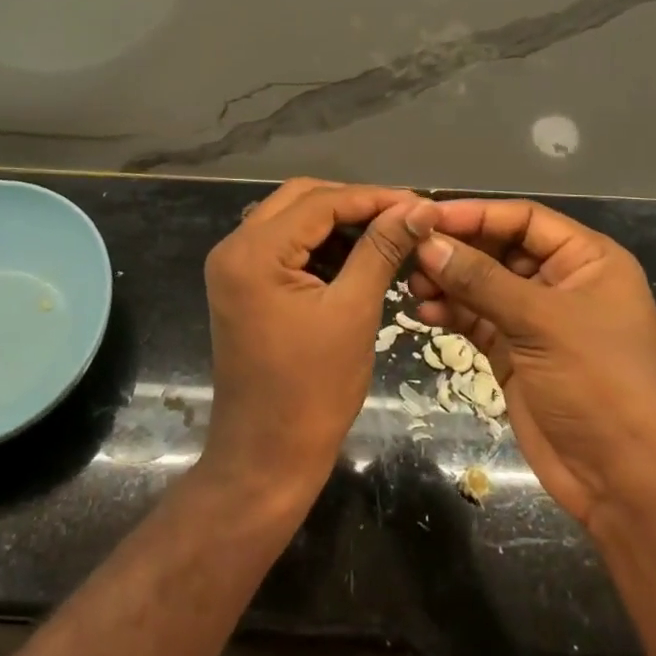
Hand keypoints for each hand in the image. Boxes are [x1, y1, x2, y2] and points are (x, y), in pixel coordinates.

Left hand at [200, 178, 435, 505]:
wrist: (266, 457)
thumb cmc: (313, 390)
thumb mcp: (354, 311)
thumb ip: (382, 249)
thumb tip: (420, 208)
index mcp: (253, 251)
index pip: (320, 201)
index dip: (374, 197)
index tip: (421, 204)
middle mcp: (234, 247)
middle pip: (301, 200)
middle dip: (355, 204)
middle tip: (405, 218)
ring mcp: (234, 267)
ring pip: (293, 220)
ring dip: (338, 223)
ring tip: (389, 234)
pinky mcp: (244, 286)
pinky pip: (285, 247)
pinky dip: (321, 246)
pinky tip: (358, 256)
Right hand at [408, 199, 655, 529]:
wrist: (628, 483)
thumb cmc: (600, 385)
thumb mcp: (542, 323)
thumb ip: (481, 280)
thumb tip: (428, 243)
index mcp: (587, 260)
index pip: (524, 219)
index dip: (476, 213)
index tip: (426, 216)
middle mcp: (562, 282)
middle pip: (499, 249)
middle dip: (457, 250)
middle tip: (410, 253)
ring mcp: (537, 321)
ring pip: (483, 285)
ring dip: (449, 282)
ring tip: (413, 287)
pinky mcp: (516, 354)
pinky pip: (477, 320)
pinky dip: (452, 314)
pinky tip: (424, 314)